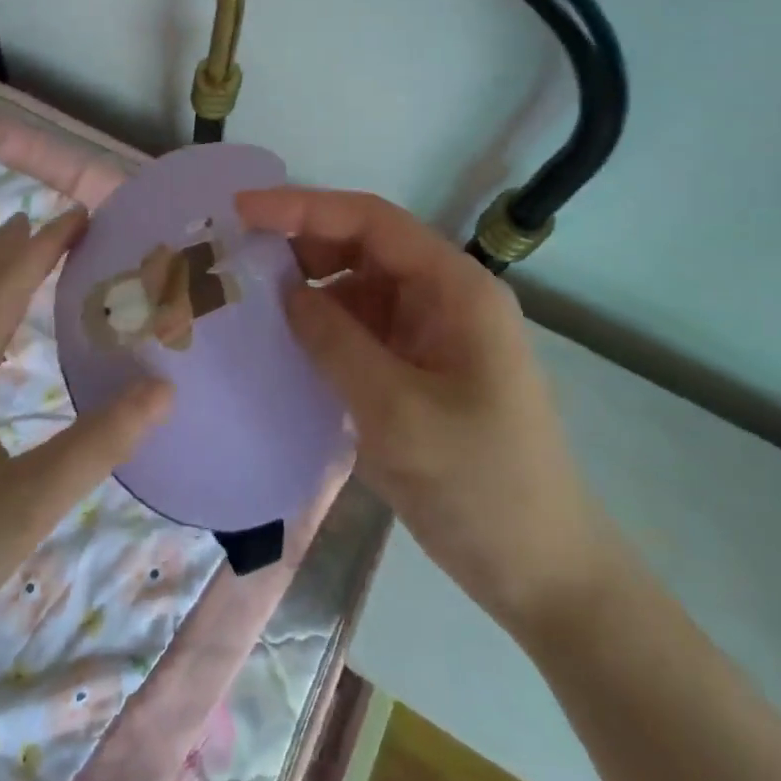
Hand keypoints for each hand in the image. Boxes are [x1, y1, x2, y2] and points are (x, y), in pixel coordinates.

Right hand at [235, 187, 616, 636]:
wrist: (542, 573)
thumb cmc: (480, 486)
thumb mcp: (397, 412)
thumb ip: (336, 342)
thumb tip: (285, 292)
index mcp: (456, 288)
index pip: (371, 221)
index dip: (304, 207)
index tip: (242, 210)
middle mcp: (445, 297)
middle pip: (364, 247)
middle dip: (301, 245)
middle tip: (237, 260)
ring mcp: (433, 333)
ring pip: (359, 287)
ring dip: (309, 288)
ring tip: (251, 300)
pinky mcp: (420, 367)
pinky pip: (363, 328)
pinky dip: (323, 327)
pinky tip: (286, 343)